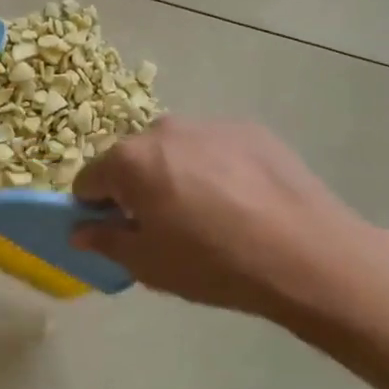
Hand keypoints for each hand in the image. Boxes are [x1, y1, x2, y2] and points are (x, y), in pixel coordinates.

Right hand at [70, 117, 383, 330]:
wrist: (307, 255)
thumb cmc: (212, 263)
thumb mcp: (147, 264)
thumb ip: (104, 241)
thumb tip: (81, 230)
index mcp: (128, 160)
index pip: (88, 179)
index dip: (96, 208)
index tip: (118, 231)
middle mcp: (162, 130)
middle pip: (132, 159)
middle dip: (137, 187)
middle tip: (166, 225)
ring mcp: (209, 125)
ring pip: (174, 150)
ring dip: (176, 174)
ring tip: (210, 214)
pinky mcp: (249, 129)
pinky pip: (213, 148)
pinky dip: (215, 168)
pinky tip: (242, 202)